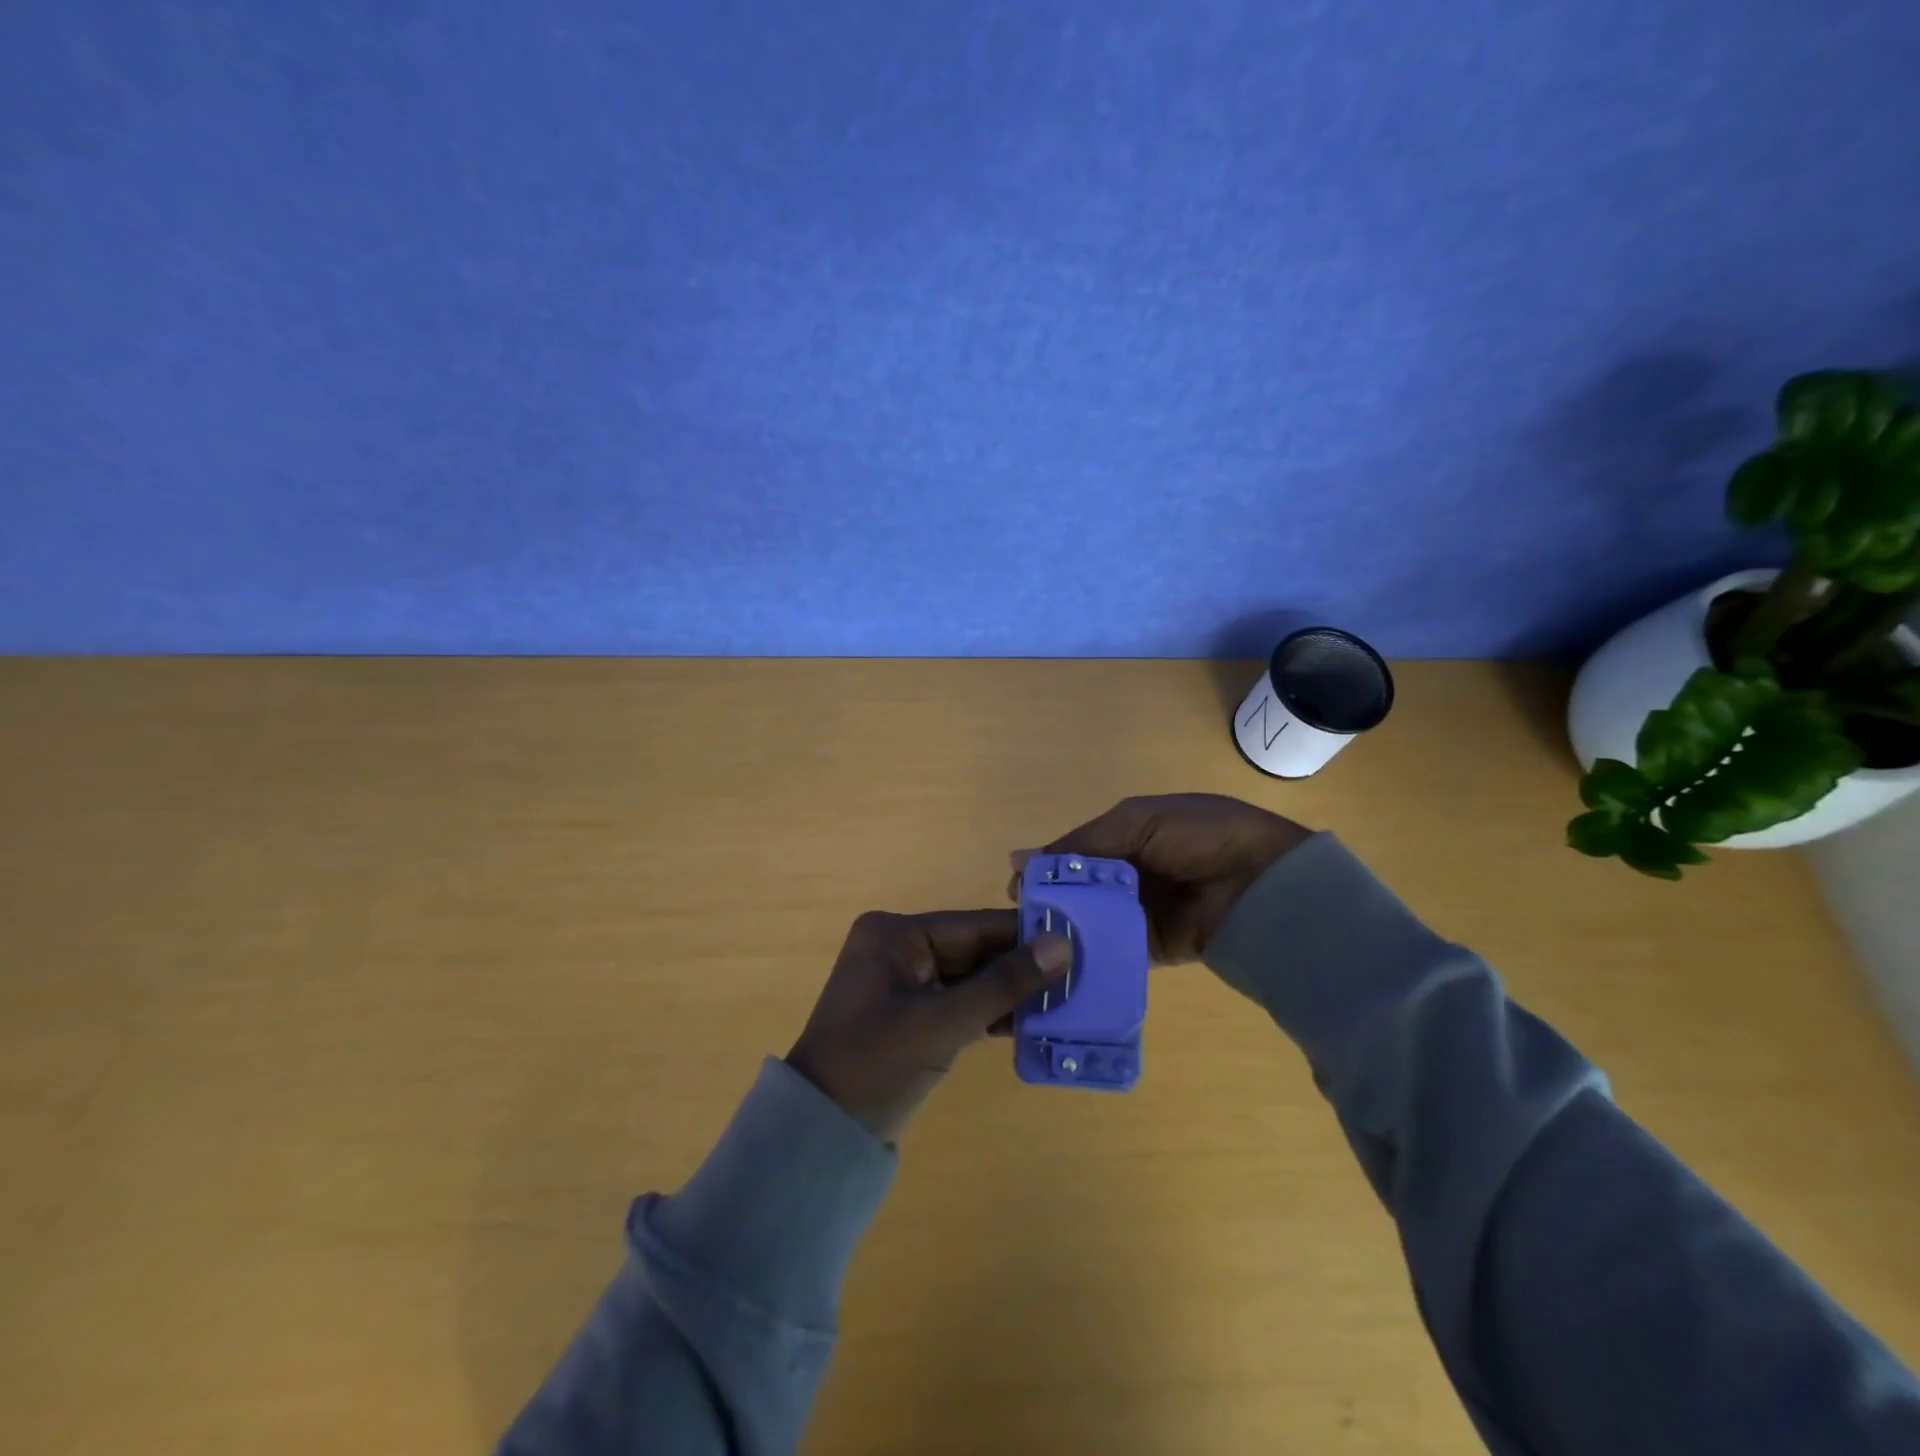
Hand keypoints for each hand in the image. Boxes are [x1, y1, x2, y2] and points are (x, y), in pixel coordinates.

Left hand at [787, 910, 1071, 1140]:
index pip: (973, 926)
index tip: (1076, 937)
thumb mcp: (943, 1021)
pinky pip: (959, 1002)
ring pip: (970, 978)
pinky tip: (1033, 1021)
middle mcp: (899, 948)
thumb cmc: (876, 1063)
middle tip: (1079, 972)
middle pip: (974, 950)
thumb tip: (1062, 945)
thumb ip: (1004, 983)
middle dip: (1021, 965)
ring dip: (1010, 991)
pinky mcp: (911, 1016)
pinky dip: (990, 1012)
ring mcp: (904, 983)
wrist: (821, 1133)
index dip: (1024, 933)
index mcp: (896, 934)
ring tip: (1067, 997)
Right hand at [1012, 794, 1312, 963]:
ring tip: (1035, 949)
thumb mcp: (1137, 822)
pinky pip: (1116, 951)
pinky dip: (1093, 956)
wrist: (1262, 882)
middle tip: (1022, 925)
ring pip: (1094, 922)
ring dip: (1069, 931)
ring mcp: (1143, 913)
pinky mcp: (1154, 948)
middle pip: (1081, 890)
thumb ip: (1081, 844)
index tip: (1016, 891)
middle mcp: (1133, 874)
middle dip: (1053, 904)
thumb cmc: (1198, 836)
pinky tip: (1065, 964)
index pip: (1076, 854)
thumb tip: (1018, 860)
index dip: (1047, 870)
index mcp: (1129, 836)